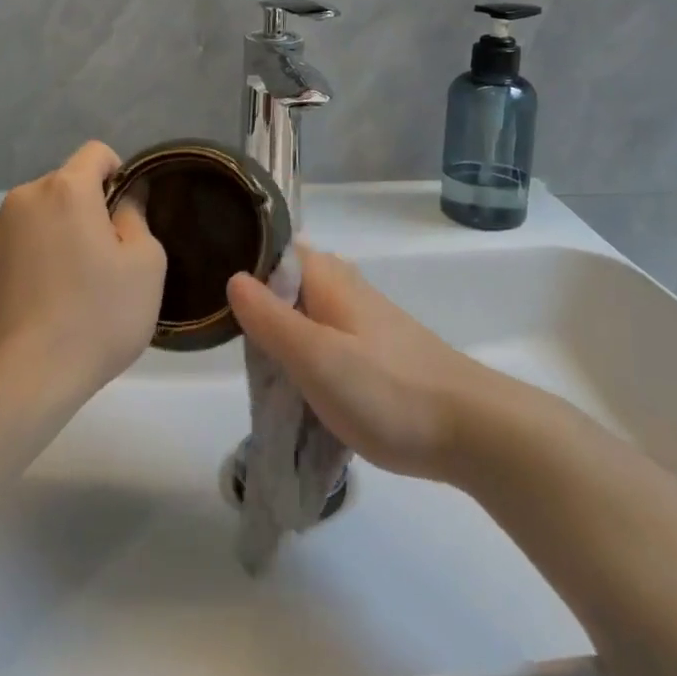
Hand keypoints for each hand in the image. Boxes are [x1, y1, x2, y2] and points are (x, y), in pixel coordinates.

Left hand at [0, 141, 166, 403]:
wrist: (20, 382)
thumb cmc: (96, 316)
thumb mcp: (145, 265)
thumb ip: (137, 217)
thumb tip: (126, 198)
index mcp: (65, 190)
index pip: (97, 152)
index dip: (119, 174)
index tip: (127, 214)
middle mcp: (22, 201)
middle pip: (65, 187)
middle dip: (87, 210)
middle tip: (107, 259)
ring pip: (38, 219)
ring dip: (57, 236)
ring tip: (72, 288)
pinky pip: (16, 250)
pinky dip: (33, 264)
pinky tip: (44, 307)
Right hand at [226, 247, 500, 481]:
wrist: (468, 427)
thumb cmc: (386, 389)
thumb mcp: (316, 357)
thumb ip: (271, 319)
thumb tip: (234, 277)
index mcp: (327, 277)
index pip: (274, 248)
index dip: (242, 260)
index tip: (208, 289)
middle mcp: (344, 287)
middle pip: (287, 282)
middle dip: (256, 305)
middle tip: (227, 339)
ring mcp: (363, 318)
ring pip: (306, 313)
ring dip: (280, 335)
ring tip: (255, 365)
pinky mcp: (375, 350)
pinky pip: (325, 339)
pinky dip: (304, 354)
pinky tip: (295, 380)